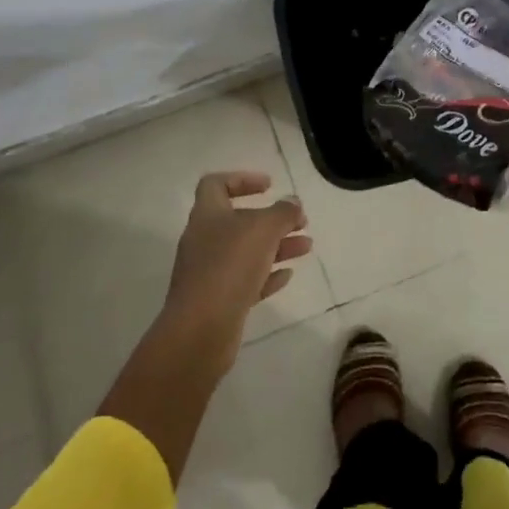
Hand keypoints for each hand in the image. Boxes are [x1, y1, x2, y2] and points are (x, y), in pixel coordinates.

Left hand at [162, 172, 310, 368]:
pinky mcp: (217, 300)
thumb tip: (292, 203)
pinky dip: (267, 274)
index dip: (242, 179)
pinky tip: (287, 275)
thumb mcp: (264, 229)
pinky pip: (245, 280)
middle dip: (272, 219)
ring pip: (246, 251)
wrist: (201, 329)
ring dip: (277, 246)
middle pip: (238, 220)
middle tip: (300, 221)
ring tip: (306, 247)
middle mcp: (204, 240)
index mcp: (208, 215)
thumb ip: (283, 212)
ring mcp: (208, 272)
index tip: (270, 186)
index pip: (216, 185)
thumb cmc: (230, 266)